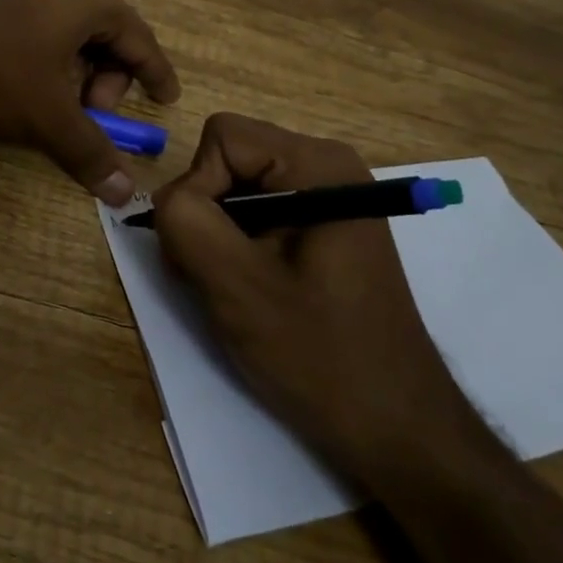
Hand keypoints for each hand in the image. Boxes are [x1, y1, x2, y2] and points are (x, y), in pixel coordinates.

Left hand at [0, 0, 179, 203]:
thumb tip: (126, 195)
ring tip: (55, 106)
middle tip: (92, 116)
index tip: (166, 99)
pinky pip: (41, 28)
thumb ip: (90, 152)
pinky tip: (25, 85)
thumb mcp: (44, 115)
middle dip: (107, 81)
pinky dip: (48, 60)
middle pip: (107, 37)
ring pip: (72, 35)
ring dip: (76, 74)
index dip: (155, 74)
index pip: (140, 41)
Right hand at [152, 114, 473, 477]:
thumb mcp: (237, 287)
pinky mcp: (327, 225)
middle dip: (206, 210)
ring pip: (240, 186)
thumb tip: (166, 198)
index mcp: (318, 165)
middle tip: (208, 274)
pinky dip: (241, 243)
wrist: (395, 425)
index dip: (197, 186)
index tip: (204, 249)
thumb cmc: (320, 354)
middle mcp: (328, 166)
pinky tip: (252, 288)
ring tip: (230, 288)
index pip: (223, 138)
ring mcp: (331, 196)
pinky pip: (262, 210)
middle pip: (231, 158)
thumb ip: (187, 223)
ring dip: (220, 232)